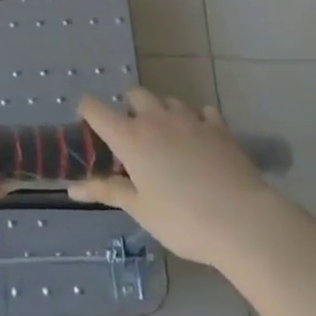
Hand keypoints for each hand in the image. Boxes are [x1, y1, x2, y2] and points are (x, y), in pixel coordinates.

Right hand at [68, 88, 275, 266]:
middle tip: (133, 138)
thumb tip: (72, 188)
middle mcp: (156, 119)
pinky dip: (196, 120)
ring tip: (166, 139)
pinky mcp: (218, 127)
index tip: (87, 126)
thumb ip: (107, 191)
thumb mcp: (140, 209)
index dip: (86, 112)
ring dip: (161, 112)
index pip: (95, 109)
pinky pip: (202, 112)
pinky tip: (199, 140)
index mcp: (130, 137)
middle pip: (135, 95)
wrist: (243, 221)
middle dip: (129, 108)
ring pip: (168, 101)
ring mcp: (190, 119)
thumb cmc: (182, 219)